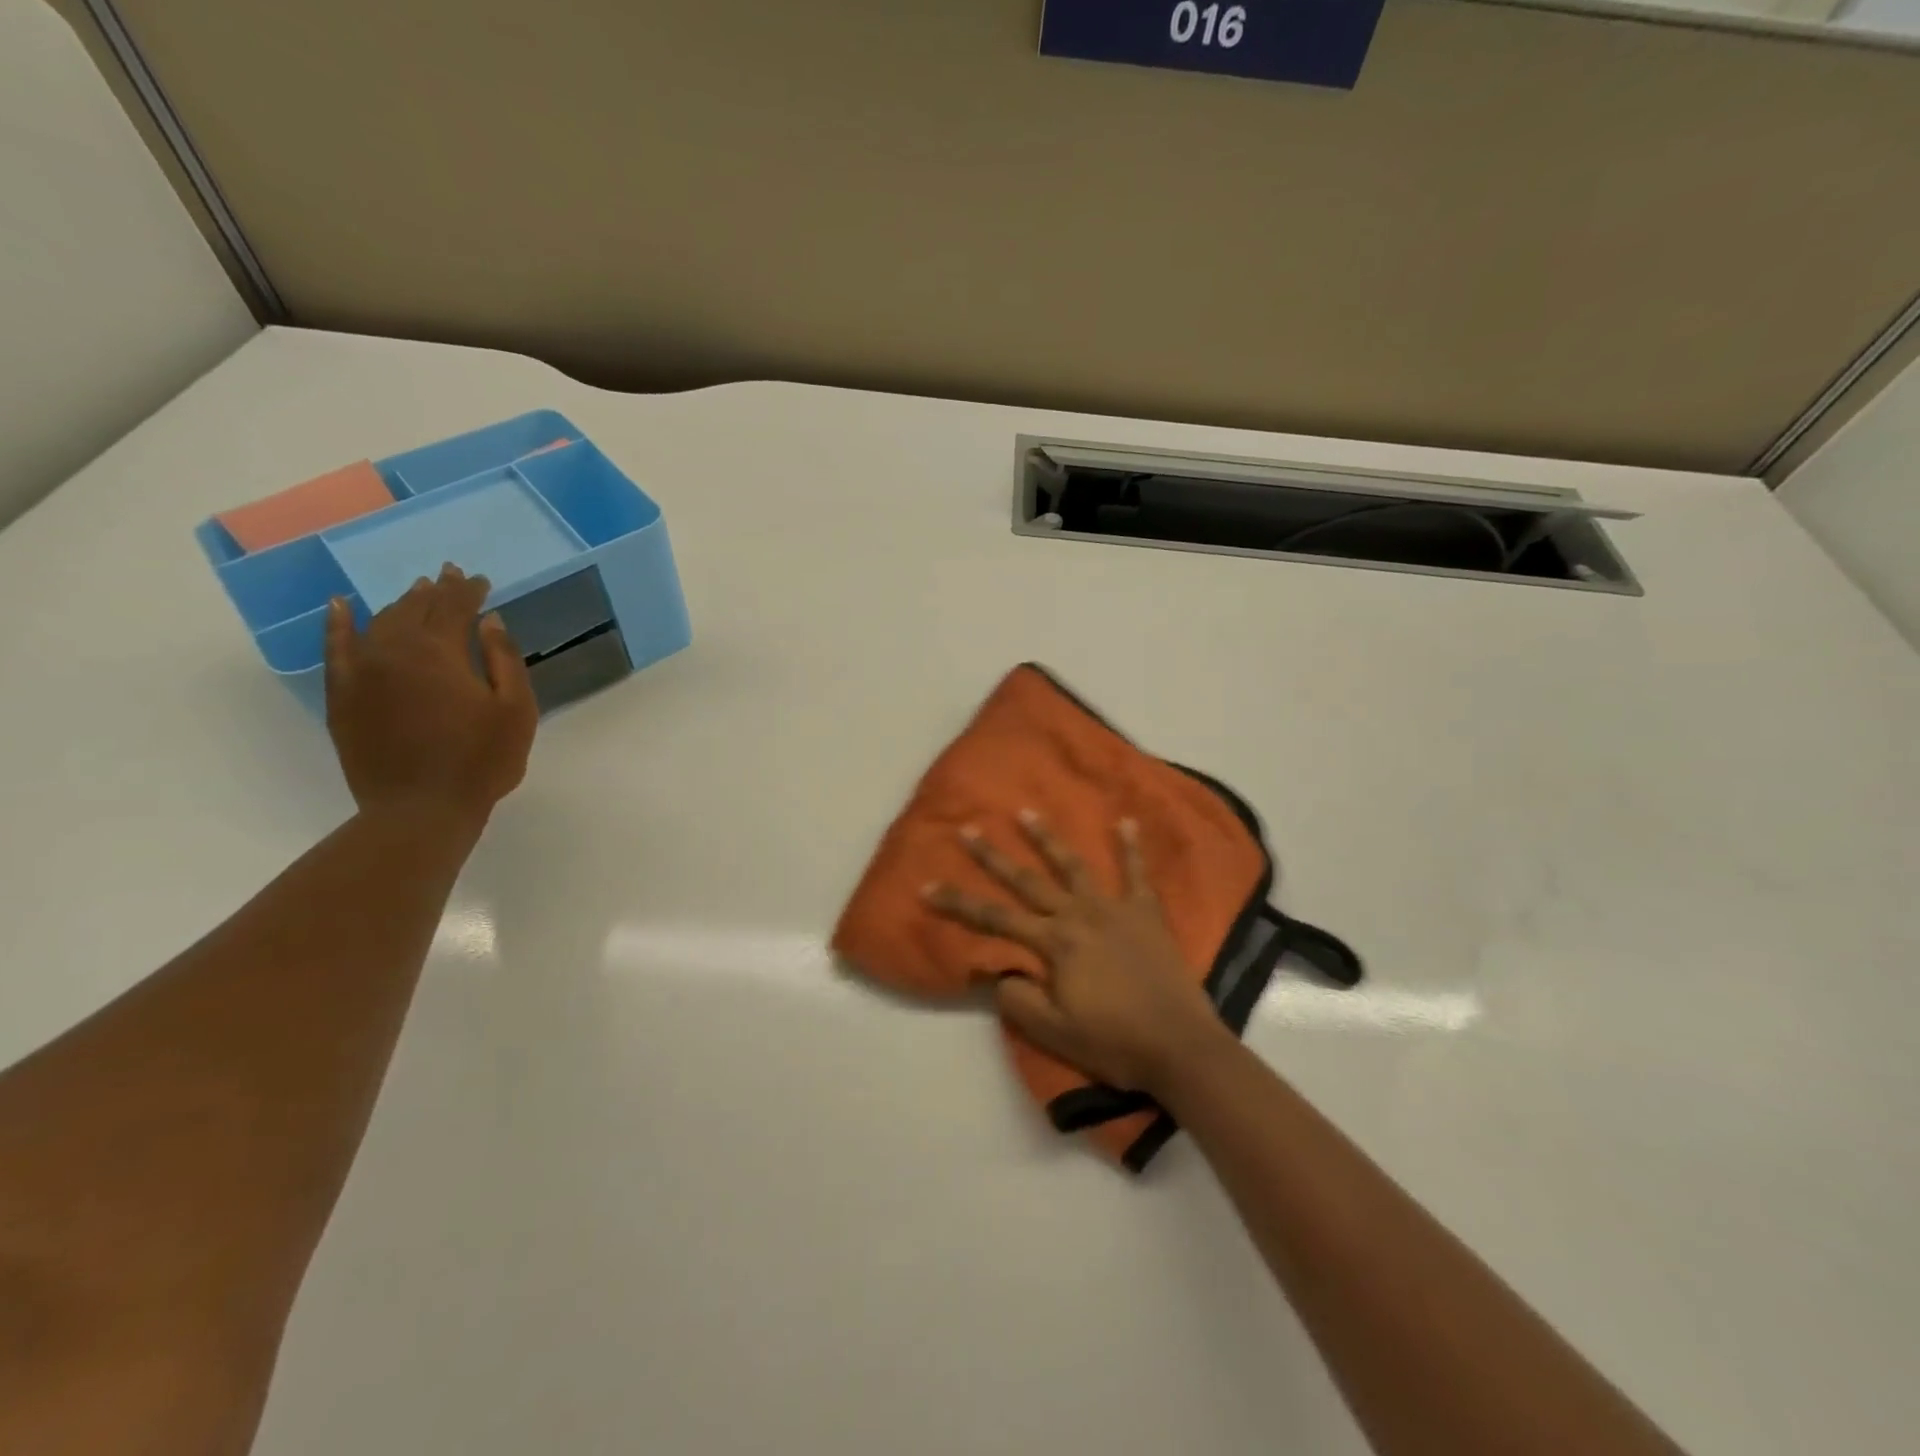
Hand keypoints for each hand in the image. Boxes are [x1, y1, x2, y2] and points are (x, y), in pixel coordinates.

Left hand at [323, 565, 537, 827]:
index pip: (455, 607)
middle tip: (450, 576)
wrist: (420, 809)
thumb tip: (490, 621)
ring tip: (417, 592)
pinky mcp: (342, 695)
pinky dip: (338, 623)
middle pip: (415, 608)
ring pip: (379, 622)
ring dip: (400, 603)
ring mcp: (361, 672)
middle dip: (436, 591)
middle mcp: (393, 651)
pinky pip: (335, 648)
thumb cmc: (481, 760)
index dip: (470, 591)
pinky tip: (341, 606)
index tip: (482, 580)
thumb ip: (503, 659)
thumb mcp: (516, 710)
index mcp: (439, 652)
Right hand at [924, 812, 1232, 1096]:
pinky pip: (1137, 874)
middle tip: (968, 830)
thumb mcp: (1053, 1032)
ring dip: (1048, 839)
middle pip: (1027, 881)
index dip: (958, 903)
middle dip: (992, 856)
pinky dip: (1131, 847)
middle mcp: (1079, 915)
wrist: (1180, 1046)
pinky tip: (1126, 822)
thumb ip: (1018, 1000)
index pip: (994, 918)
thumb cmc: (1113, 1041)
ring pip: (1074, 866)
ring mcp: (1114, 909)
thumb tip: (999, 973)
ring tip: (1027, 813)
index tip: (927, 886)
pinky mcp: (1146, 914)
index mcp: (1054, 943)